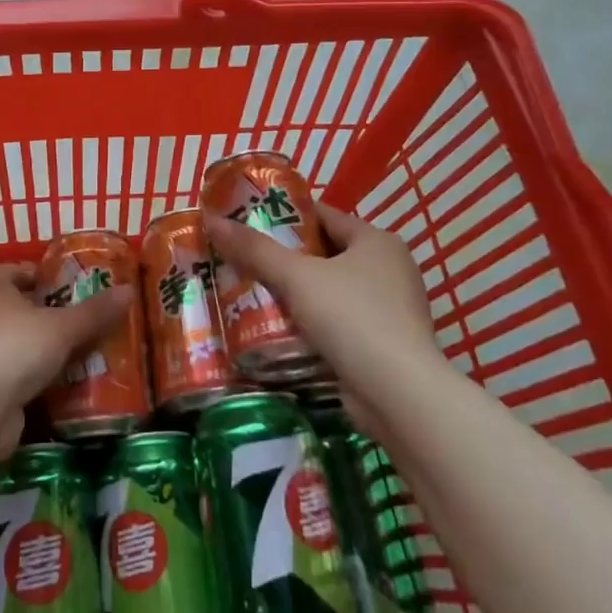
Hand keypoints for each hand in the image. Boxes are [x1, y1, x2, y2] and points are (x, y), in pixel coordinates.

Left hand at [0, 263, 132, 462]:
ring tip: (86, 350)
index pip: (15, 271)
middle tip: (86, 318)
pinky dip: (40, 378)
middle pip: (20, 308)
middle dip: (50, 314)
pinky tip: (68, 383)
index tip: (69, 284)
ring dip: (47, 349)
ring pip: (21, 344)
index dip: (40, 274)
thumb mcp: (62, 327)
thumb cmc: (14, 348)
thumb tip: (129, 290)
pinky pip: (20, 376)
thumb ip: (95, 312)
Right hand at [204, 203, 441, 422]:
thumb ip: (255, 250)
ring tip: (251, 292)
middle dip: (286, 258)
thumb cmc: (352, 319)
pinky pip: (339, 323)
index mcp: (377, 241)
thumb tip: (212, 220)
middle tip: (244, 259)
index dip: (285, 216)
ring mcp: (391, 310)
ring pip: (331, 291)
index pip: (324, 215)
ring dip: (297, 294)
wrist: (399, 397)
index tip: (248, 222)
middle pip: (326, 253)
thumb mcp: (297, 277)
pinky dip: (312, 324)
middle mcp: (390, 269)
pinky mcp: (384, 346)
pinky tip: (279, 329)